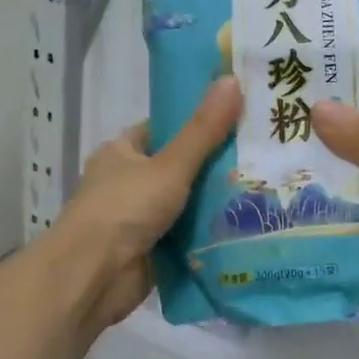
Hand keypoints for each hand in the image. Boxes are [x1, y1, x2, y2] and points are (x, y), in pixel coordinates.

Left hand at [56, 77, 241, 337]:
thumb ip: (204, 130)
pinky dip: (212, 232)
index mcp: (122, 153)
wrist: (91, 279)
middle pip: (181, 166)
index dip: (200, 121)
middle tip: (264, 154)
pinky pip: (189, 234)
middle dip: (218, 164)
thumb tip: (232, 80)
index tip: (240, 117)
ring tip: (268, 186)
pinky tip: (250, 224)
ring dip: (218, 200)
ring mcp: (140, 218)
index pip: (166, 128)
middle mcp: (129, 182)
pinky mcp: (153, 249)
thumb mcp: (169, 165)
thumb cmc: (123, 210)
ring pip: (188, 202)